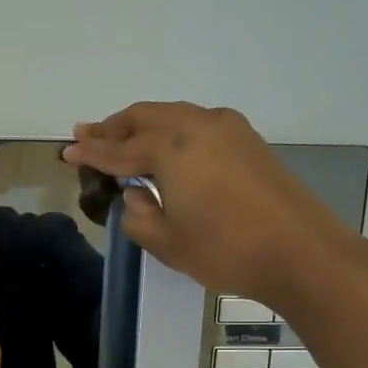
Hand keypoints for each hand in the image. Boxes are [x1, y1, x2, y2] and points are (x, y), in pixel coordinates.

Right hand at [63, 102, 352, 304]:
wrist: (301, 252)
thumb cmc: (226, 251)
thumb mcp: (167, 243)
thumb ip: (138, 215)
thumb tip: (134, 195)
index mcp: (170, 148)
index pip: (118, 150)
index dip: (90, 153)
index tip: (67, 152)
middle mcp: (196, 125)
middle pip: (143, 117)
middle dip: (112, 127)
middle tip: (86, 133)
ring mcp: (226, 128)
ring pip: (171, 114)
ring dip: (142, 124)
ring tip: (121, 135)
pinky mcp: (247, 140)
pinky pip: (195, 122)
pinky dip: (171, 129)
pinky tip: (166, 145)